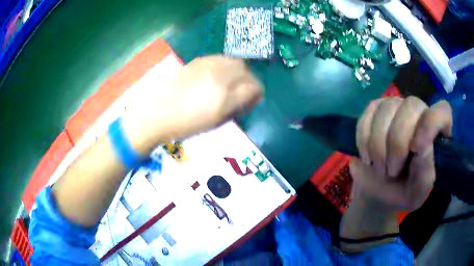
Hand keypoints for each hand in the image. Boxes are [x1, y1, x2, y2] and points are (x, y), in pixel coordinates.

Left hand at [123, 55, 262, 151]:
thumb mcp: (215, 121)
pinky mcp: (198, 61)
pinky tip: (217, 76)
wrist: (156, 111)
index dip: (256, 95)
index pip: (254, 88)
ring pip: (234, 61)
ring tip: (231, 83)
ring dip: (238, 71)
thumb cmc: (185, 124)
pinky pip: (220, 59)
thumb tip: (248, 98)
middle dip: (249, 80)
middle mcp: (220, 76)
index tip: (251, 102)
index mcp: (225, 97)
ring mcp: (208, 65)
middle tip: (243, 92)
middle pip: (246, 70)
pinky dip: (225, 66)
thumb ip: (236, 107)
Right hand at [351, 96, 451, 211]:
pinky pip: (367, 115)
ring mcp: (396, 107)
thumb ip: (425, 173)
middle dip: (397, 143)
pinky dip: (363, 140)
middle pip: (411, 106)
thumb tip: (423, 144)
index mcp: (435, 134)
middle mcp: (419, 113)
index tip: (416, 148)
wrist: (377, 191)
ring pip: (386, 109)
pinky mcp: (375, 109)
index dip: (431, 124)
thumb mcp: (417, 192)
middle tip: (391, 172)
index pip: (443, 111)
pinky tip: (368, 156)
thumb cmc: (402, 192)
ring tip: (379, 167)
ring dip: (378, 146)